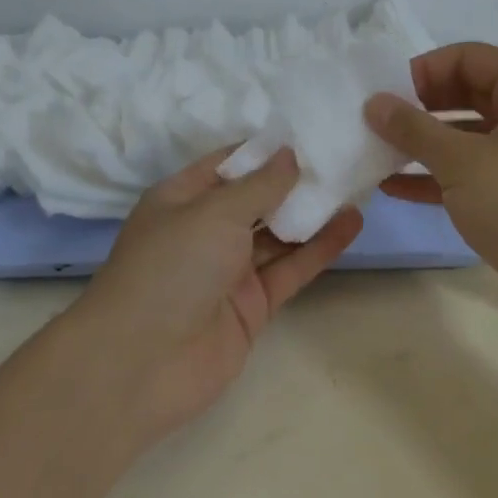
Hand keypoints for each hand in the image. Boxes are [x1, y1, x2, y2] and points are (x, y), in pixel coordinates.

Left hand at [61, 147, 363, 450]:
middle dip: (297, 180)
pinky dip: (319, 248)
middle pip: (258, 198)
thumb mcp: (213, 212)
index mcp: (182, 198)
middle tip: (345, 155)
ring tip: (357, 185)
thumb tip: (290, 153)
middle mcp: (205, 230)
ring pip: (279, 233)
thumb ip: (259, 184)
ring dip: (314, 212)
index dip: (269, 148)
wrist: (140, 366)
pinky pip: (290, 268)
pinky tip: (352, 224)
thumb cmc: (170, 269)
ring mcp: (230, 270)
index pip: (231, 163)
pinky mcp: (253, 304)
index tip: (312, 131)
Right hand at [364, 42, 497, 300]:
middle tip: (376, 124)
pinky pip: (474, 172)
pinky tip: (395, 187)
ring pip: (468, 136)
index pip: (467, 57)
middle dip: (420, 108)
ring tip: (376, 154)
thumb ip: (413, 128)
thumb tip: (374, 103)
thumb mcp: (461, 161)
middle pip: (468, 93)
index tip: (383, 96)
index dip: (422, 71)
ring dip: (424, 144)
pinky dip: (438, 176)